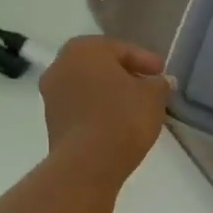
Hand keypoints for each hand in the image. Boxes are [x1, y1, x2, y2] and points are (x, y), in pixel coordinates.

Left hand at [40, 36, 172, 179]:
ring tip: (134, 108)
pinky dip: (98, 110)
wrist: (87, 163)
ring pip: (88, 87)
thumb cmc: (122, 118)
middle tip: (148, 87)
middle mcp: (61, 65)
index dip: (146, 60)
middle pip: (101, 66)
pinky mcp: (51, 121)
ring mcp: (51, 94)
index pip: (121, 49)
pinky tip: (116, 123)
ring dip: (110, 93)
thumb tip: (159, 82)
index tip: (162, 73)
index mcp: (84, 48)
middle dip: (125, 75)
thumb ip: (159, 84)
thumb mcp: (153, 97)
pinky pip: (81, 108)